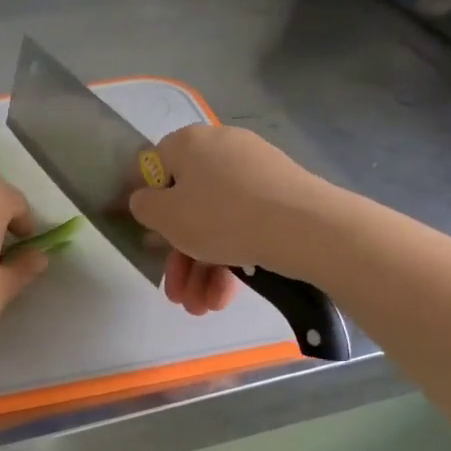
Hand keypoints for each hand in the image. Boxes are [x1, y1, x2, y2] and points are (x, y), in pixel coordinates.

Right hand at [128, 124, 329, 294]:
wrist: (306, 227)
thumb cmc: (222, 216)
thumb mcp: (167, 216)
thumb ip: (144, 206)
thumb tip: (145, 199)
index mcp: (189, 143)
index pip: (154, 167)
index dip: (145, 204)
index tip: (147, 238)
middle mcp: (221, 149)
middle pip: (187, 205)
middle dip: (178, 256)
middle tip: (177, 292)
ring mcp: (254, 172)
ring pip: (216, 222)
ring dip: (202, 268)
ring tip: (201, 307)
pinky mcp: (279, 195)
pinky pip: (244, 224)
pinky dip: (231, 258)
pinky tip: (225, 296)